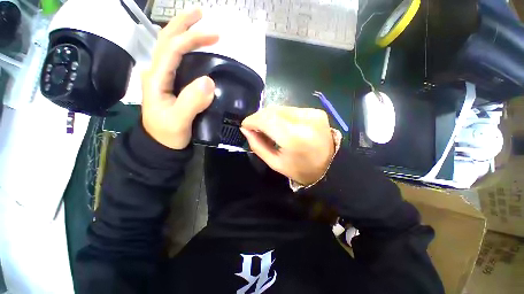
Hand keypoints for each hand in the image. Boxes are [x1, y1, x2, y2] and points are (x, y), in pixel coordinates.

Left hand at [141, 9, 218, 148]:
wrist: (161, 144)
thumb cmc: (167, 134)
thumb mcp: (179, 121)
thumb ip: (192, 102)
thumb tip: (209, 81)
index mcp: (156, 78)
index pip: (173, 48)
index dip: (193, 38)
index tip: (215, 35)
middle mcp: (157, 72)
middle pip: (167, 40)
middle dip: (184, 24)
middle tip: (202, 14)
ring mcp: (163, 78)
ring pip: (171, 48)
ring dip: (184, 34)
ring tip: (200, 27)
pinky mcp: (171, 85)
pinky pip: (178, 62)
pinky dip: (187, 51)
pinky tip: (197, 51)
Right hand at [241, 106, 334, 185]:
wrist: (331, 167)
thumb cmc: (301, 170)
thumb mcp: (275, 163)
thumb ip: (258, 145)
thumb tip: (246, 129)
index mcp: (294, 138)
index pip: (267, 119)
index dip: (253, 120)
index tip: (245, 125)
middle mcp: (305, 120)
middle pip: (273, 110)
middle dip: (259, 117)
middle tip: (254, 128)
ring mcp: (312, 113)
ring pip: (281, 108)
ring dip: (269, 116)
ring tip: (267, 128)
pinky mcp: (316, 112)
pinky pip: (291, 110)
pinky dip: (281, 116)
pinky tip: (280, 125)